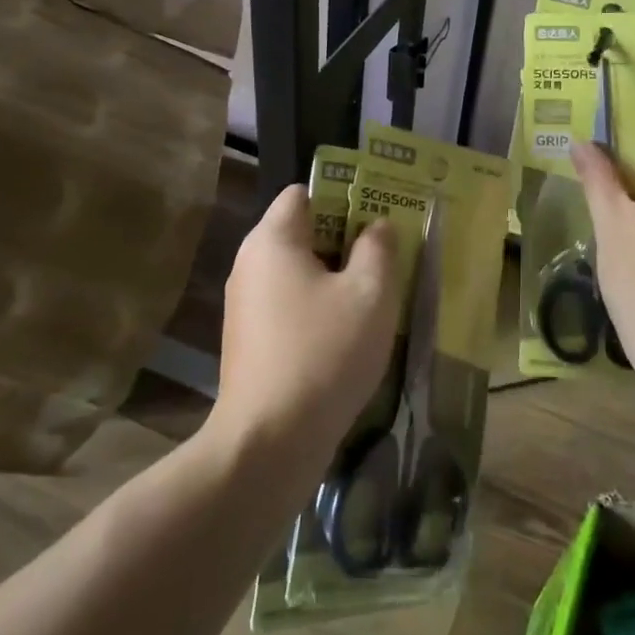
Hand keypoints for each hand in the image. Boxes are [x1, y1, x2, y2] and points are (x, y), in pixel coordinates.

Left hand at [211, 185, 399, 459]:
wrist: (269, 442)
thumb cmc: (325, 353)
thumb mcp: (369, 294)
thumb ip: (378, 248)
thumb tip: (376, 225)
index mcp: (272, 240)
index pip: (305, 192)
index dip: (345, 196)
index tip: (380, 217)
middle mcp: (250, 264)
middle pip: (303, 230)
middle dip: (347, 238)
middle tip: (388, 256)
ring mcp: (245, 304)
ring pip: (299, 270)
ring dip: (336, 276)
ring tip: (376, 295)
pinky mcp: (249, 339)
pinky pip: (289, 303)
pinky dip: (318, 306)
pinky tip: (348, 332)